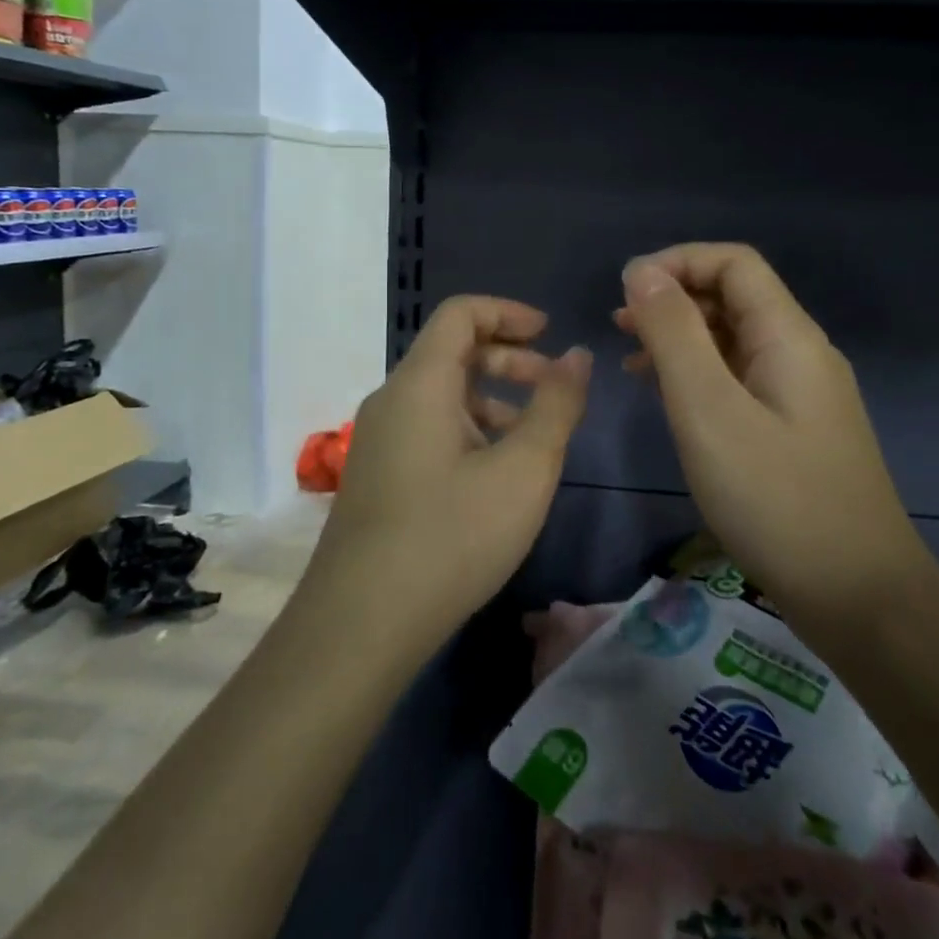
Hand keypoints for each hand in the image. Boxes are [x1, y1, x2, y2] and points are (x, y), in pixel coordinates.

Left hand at [312, 296, 591, 655]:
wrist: (361, 625)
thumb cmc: (452, 536)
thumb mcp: (524, 469)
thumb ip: (557, 405)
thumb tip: (577, 356)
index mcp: (420, 383)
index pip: (461, 314)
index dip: (509, 313)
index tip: (551, 334)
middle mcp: (392, 401)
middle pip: (452, 352)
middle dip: (510, 360)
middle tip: (554, 389)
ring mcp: (379, 441)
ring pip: (442, 396)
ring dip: (494, 400)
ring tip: (534, 438)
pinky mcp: (378, 477)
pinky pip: (429, 429)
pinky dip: (470, 431)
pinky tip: (496, 476)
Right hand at [616, 244, 926, 633]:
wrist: (859, 597)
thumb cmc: (776, 499)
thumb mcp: (709, 411)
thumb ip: (674, 335)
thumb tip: (642, 272)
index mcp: (788, 336)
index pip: (734, 263)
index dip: (677, 262)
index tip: (625, 292)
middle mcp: (801, 353)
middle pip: (735, 297)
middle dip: (674, 300)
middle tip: (619, 328)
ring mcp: (803, 394)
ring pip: (735, 340)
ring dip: (683, 338)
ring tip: (632, 361)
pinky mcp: (797, 430)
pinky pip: (742, 380)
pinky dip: (701, 376)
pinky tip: (670, 400)